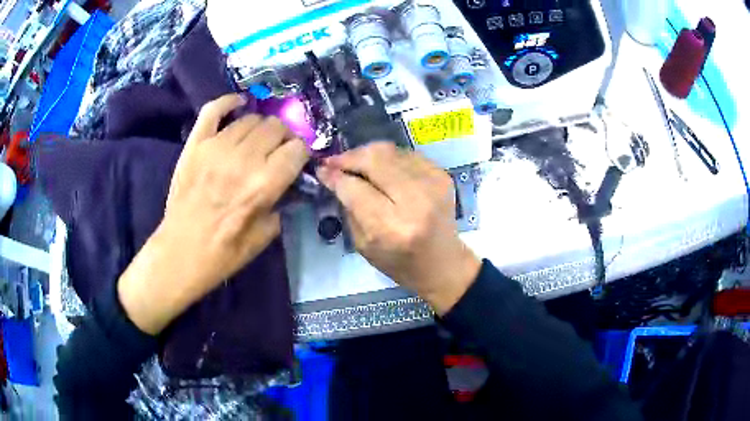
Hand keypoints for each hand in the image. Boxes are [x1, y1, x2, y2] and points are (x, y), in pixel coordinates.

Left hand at [118, 94, 308, 333]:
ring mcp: (216, 147)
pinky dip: (228, 101)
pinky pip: (213, 109)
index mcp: (264, 185)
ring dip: (260, 126)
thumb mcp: (264, 237)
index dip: (301, 153)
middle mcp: (243, 159)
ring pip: (251, 118)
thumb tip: (290, 184)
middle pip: (276, 127)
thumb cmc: (223, 252)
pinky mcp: (195, 144)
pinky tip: (239, 103)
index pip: (297, 149)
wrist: (180, 252)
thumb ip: (281, 205)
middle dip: (284, 137)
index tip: (296, 161)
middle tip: (277, 150)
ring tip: (257, 139)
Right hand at [316, 142, 480, 315]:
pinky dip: (389, 158)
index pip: (355, 188)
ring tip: (355, 163)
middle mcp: (415, 200)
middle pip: (374, 159)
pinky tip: (381, 169)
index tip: (321, 169)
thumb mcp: (363, 245)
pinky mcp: (441, 175)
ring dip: (367, 154)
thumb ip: (348, 207)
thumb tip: (333, 175)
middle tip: (335, 162)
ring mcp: (432, 183)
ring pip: (389, 151)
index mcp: (392, 226)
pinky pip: (406, 154)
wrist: (443, 263)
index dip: (334, 175)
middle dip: (349, 157)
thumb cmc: (399, 262)